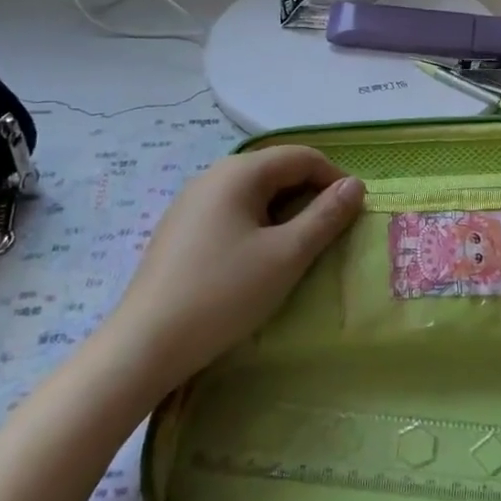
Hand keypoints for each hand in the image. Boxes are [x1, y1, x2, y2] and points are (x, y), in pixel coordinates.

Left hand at [91, 146, 363, 402]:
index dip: (334, 179)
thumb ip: (325, 216)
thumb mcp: (287, 255)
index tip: (353, 213)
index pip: (301, 156)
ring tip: (298, 249)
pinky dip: (257, 224)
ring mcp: (191, 202)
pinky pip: (231, 211)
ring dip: (285, 211)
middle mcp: (213, 175)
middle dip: (310, 195)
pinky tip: (257, 259)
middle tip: (329, 234)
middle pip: (276, 170)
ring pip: (253, 192)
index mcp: (239, 172)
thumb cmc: (224, 293)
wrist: (146, 344)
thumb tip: (355, 185)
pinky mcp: (180, 229)